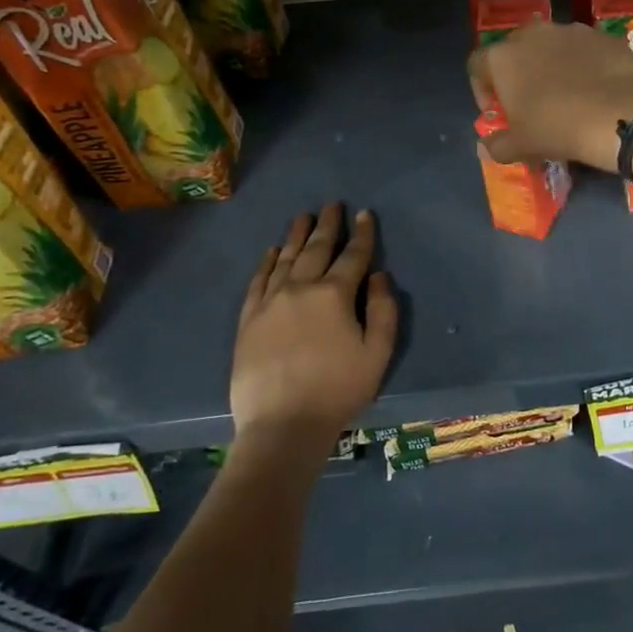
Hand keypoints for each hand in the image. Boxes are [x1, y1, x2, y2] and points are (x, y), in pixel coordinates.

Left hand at [230, 204, 397, 450]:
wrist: (283, 426)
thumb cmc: (338, 390)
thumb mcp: (378, 353)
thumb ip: (383, 309)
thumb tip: (378, 275)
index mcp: (334, 294)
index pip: (352, 255)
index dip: (362, 234)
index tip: (365, 214)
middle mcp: (300, 288)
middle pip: (316, 249)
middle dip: (327, 225)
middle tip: (332, 205)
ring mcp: (270, 303)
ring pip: (285, 259)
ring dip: (296, 235)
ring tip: (303, 217)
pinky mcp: (248, 320)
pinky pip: (258, 282)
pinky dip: (266, 263)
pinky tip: (271, 252)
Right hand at [468, 20, 632, 170]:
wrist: (620, 114)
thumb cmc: (558, 128)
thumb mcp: (521, 146)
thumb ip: (497, 144)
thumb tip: (486, 147)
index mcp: (502, 57)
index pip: (477, 66)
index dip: (482, 90)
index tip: (498, 112)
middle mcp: (532, 34)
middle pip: (514, 51)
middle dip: (518, 74)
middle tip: (530, 103)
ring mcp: (570, 30)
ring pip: (551, 47)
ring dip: (551, 66)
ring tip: (566, 95)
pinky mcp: (602, 35)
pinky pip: (584, 50)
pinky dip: (583, 65)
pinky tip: (595, 89)